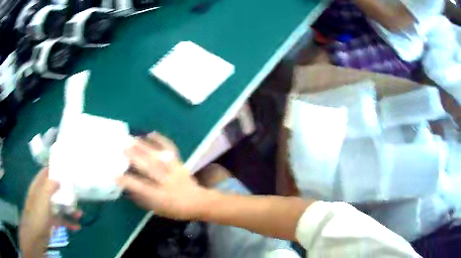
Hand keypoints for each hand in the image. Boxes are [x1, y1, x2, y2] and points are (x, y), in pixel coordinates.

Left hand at [20, 168, 80, 257]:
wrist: (35, 235)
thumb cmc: (37, 214)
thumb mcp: (42, 198)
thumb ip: (49, 187)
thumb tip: (59, 178)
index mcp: (38, 186)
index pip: (45, 173)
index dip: (54, 170)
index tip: (65, 170)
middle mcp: (42, 196)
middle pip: (54, 190)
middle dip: (65, 192)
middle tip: (76, 194)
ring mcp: (46, 209)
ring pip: (59, 206)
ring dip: (69, 210)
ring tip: (79, 214)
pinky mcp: (50, 221)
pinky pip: (61, 220)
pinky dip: (68, 222)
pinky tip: (76, 227)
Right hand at [117, 132, 209, 219]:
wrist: (199, 202)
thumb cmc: (176, 209)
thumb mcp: (158, 210)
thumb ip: (143, 199)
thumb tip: (128, 189)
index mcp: (161, 197)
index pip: (142, 188)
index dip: (129, 182)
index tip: (116, 175)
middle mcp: (167, 182)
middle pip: (151, 168)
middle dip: (136, 158)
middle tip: (123, 149)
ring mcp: (175, 170)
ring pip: (159, 157)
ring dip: (145, 147)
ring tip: (133, 139)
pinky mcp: (180, 163)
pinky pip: (171, 149)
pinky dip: (161, 140)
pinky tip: (151, 133)